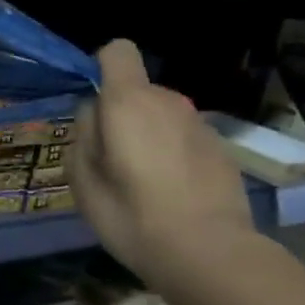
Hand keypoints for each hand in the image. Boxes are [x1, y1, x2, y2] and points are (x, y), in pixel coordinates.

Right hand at [69, 39, 254, 278]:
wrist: (208, 252)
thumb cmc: (131, 215)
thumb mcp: (83, 179)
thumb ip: (83, 134)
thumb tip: (93, 113)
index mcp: (128, 102)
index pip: (118, 51)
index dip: (102, 68)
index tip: (95, 105)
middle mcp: (168, 101)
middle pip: (138, 89)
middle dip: (122, 114)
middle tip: (112, 161)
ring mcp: (200, 124)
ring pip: (162, 115)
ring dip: (149, 135)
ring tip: (143, 181)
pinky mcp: (222, 148)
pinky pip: (184, 137)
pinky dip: (174, 153)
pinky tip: (173, 192)